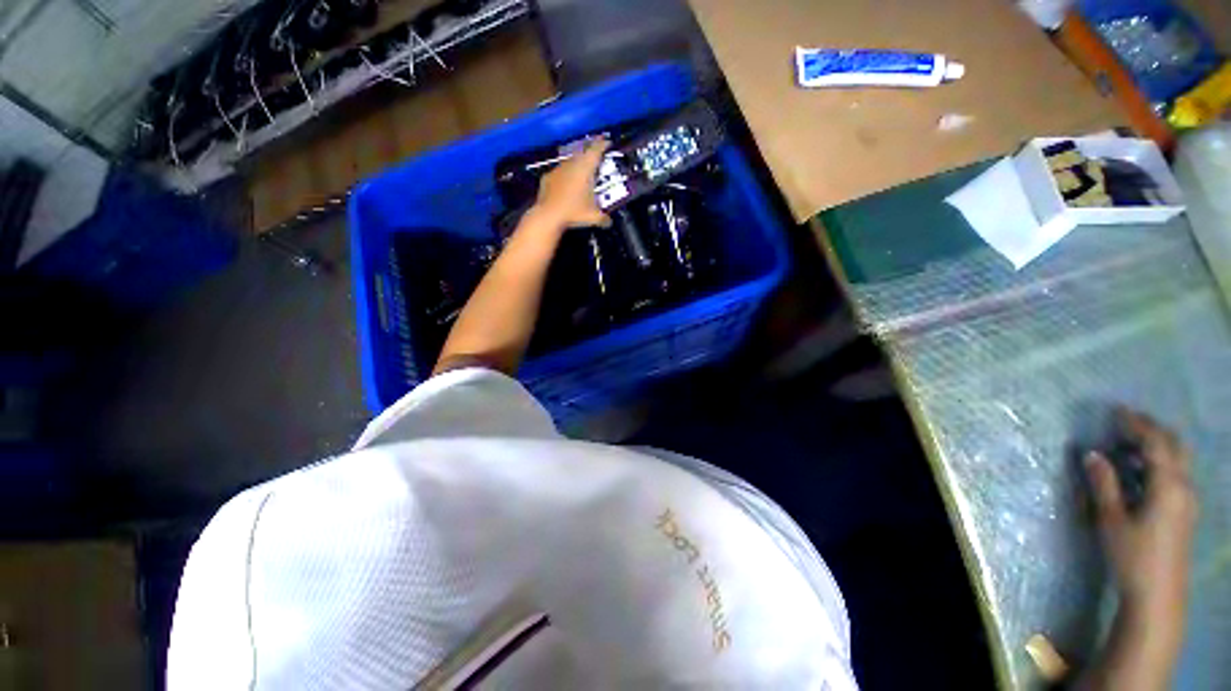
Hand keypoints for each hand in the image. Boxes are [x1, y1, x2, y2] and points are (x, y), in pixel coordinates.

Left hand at [532, 138, 611, 228]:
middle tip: (596, 159)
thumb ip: (603, 218)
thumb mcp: (593, 217)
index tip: (608, 142)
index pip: (596, 150)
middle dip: (590, 155)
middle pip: (583, 153)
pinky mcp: (547, 177)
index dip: (603, 144)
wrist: (548, 216)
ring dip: (577, 165)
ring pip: (570, 162)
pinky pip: (559, 173)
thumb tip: (609, 222)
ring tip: (582, 174)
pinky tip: (566, 185)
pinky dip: (565, 176)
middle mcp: (572, 164)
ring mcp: (558, 169)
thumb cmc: (574, 212)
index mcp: (585, 168)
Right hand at [1085, 408, 1196, 619]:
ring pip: (1178, 460)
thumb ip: (1104, 484)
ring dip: (1156, 445)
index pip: (1155, 443)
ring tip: (1127, 444)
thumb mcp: (1112, 520)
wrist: (1157, 596)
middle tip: (1125, 421)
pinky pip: (1176, 474)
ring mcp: (1188, 500)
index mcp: (1168, 486)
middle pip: (1175, 447)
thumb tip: (1092, 453)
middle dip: (1152, 429)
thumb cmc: (1132, 556)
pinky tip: (1140, 471)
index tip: (1116, 411)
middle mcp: (1184, 487)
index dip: (1137, 424)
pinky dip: (1159, 462)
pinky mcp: (1184, 511)